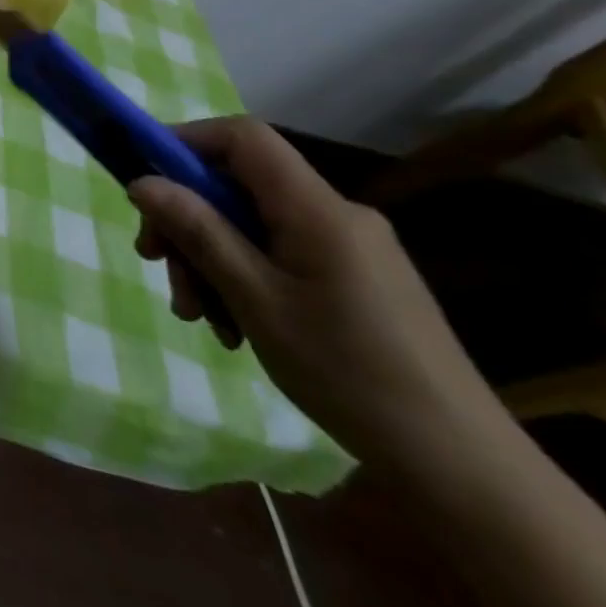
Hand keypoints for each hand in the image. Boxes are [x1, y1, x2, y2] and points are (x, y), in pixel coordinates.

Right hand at [128, 117, 502, 469]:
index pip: (243, 137)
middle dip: (189, 219)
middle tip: (156, 263)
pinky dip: (245, 278)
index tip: (145, 179)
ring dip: (212, 259)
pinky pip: (280, 255)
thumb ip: (199, 232)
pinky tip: (236, 327)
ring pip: (254, 225)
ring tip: (199, 316)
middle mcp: (336, 214)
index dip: (187, 141)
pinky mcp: (356, 279)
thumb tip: (142, 181)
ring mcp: (350, 248)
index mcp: (318, 209)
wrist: (463, 469)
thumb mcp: (256, 301)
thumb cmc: (350, 374)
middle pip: (239, 186)